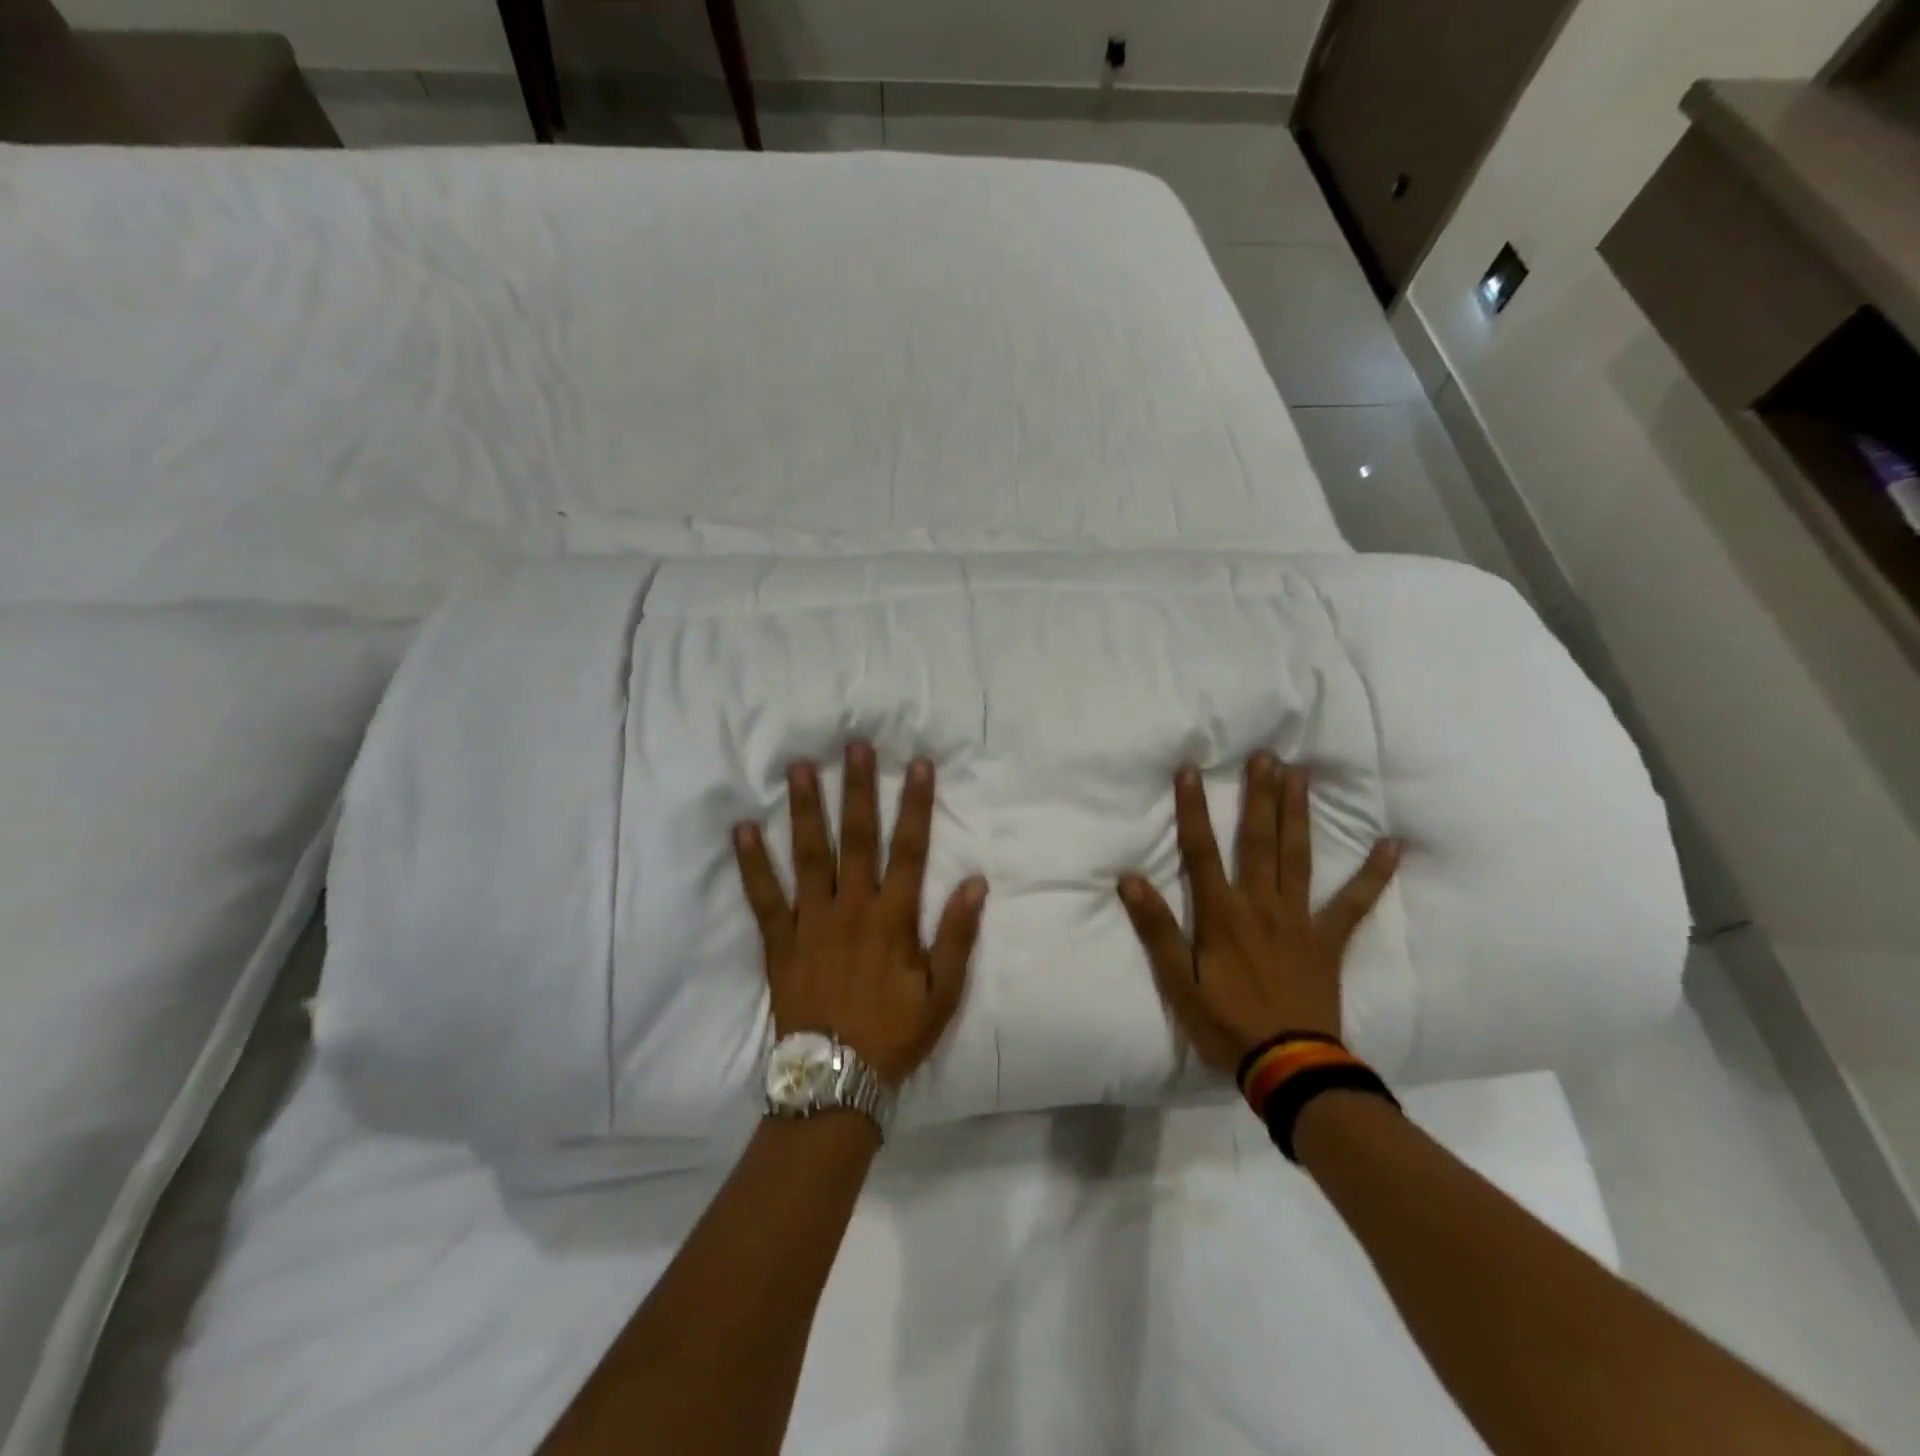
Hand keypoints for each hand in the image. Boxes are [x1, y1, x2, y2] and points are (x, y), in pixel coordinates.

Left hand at [733, 742, 987, 1088]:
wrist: (836, 1078)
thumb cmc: (895, 1033)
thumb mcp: (943, 992)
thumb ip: (958, 935)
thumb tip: (975, 882)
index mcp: (893, 918)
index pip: (909, 849)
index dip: (915, 805)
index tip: (918, 765)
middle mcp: (852, 908)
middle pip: (856, 838)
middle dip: (858, 789)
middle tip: (854, 746)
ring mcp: (811, 921)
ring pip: (808, 855)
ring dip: (805, 810)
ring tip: (800, 768)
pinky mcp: (779, 940)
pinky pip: (763, 897)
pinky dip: (751, 863)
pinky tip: (742, 829)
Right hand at [1117, 754, 1398, 1072]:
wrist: (1290, 1066)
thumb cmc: (1226, 1024)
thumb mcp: (1178, 983)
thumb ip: (1156, 930)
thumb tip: (1129, 880)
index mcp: (1222, 914)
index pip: (1201, 851)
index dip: (1193, 810)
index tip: (1190, 771)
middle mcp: (1261, 905)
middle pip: (1258, 841)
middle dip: (1259, 796)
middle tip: (1265, 756)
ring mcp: (1300, 919)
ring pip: (1298, 857)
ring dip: (1298, 814)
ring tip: (1301, 775)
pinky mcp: (1329, 940)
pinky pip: (1355, 903)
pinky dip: (1373, 874)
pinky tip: (1391, 845)